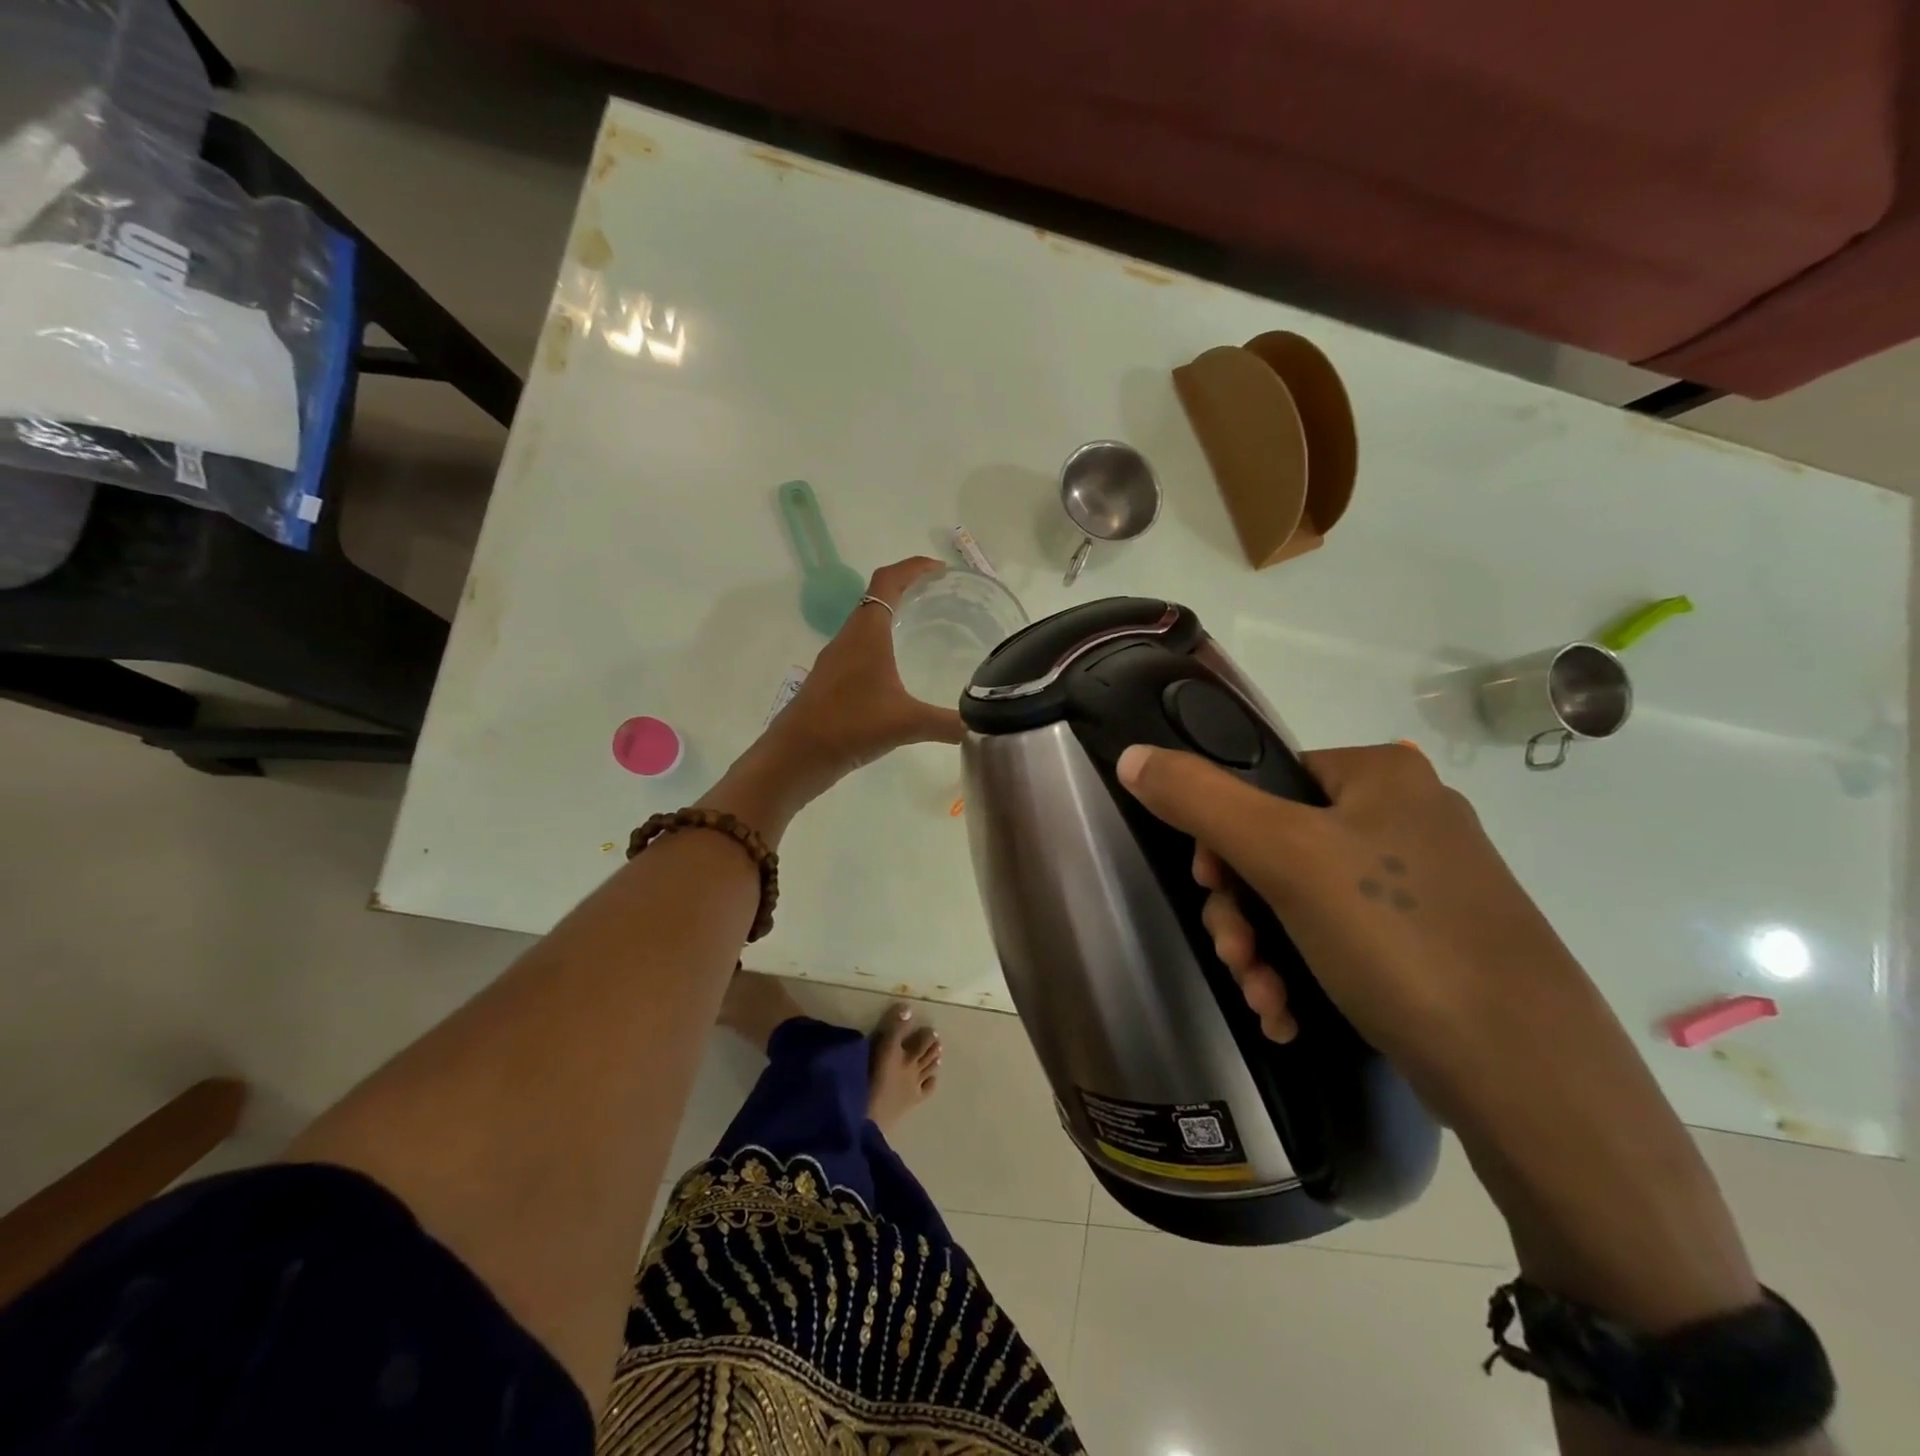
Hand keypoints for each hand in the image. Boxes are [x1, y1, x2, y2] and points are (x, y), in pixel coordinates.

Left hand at [764, 557, 965, 784]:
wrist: (796, 755)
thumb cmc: (850, 725)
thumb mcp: (907, 723)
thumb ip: (947, 723)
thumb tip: (981, 726)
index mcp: (867, 632)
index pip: (888, 580)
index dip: (914, 567)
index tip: (941, 570)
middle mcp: (849, 638)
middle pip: (877, 597)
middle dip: (908, 590)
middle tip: (941, 598)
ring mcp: (836, 660)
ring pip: (866, 625)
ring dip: (893, 618)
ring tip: (925, 630)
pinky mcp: (831, 681)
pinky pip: (860, 649)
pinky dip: (882, 646)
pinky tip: (899, 672)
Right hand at [1114, 741, 1584, 1075]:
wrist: (1529, 1078)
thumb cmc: (1397, 937)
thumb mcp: (1284, 857)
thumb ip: (1199, 799)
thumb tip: (1131, 756)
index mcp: (1380, 774)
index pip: (1264, 780)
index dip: (1221, 835)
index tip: (1211, 888)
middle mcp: (1406, 816)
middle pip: (1277, 846)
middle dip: (1242, 911)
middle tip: (1236, 958)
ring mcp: (1424, 884)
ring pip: (1303, 901)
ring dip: (1265, 951)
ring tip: (1265, 1000)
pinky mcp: (1432, 944)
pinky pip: (1342, 939)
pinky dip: (1303, 973)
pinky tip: (1290, 1016)